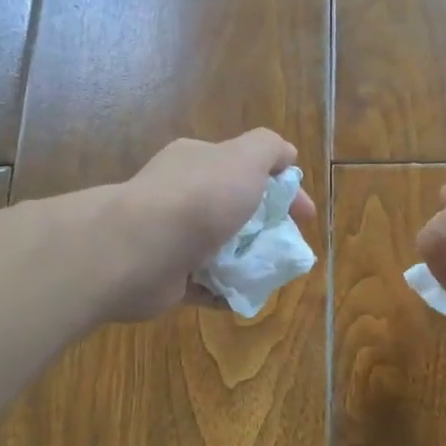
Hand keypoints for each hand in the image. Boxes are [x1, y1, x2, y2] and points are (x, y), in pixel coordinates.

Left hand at [111, 130, 316, 319]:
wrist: (139, 250)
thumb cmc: (199, 200)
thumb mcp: (244, 159)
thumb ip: (269, 148)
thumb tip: (286, 155)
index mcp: (198, 162)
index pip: (247, 169)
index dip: (283, 189)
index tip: (306, 216)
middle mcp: (181, 195)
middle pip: (234, 210)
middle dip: (265, 228)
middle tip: (287, 248)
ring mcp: (171, 236)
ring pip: (221, 248)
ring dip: (247, 261)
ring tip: (270, 275)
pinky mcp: (167, 275)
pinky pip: (205, 284)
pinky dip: (225, 291)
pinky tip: (243, 296)